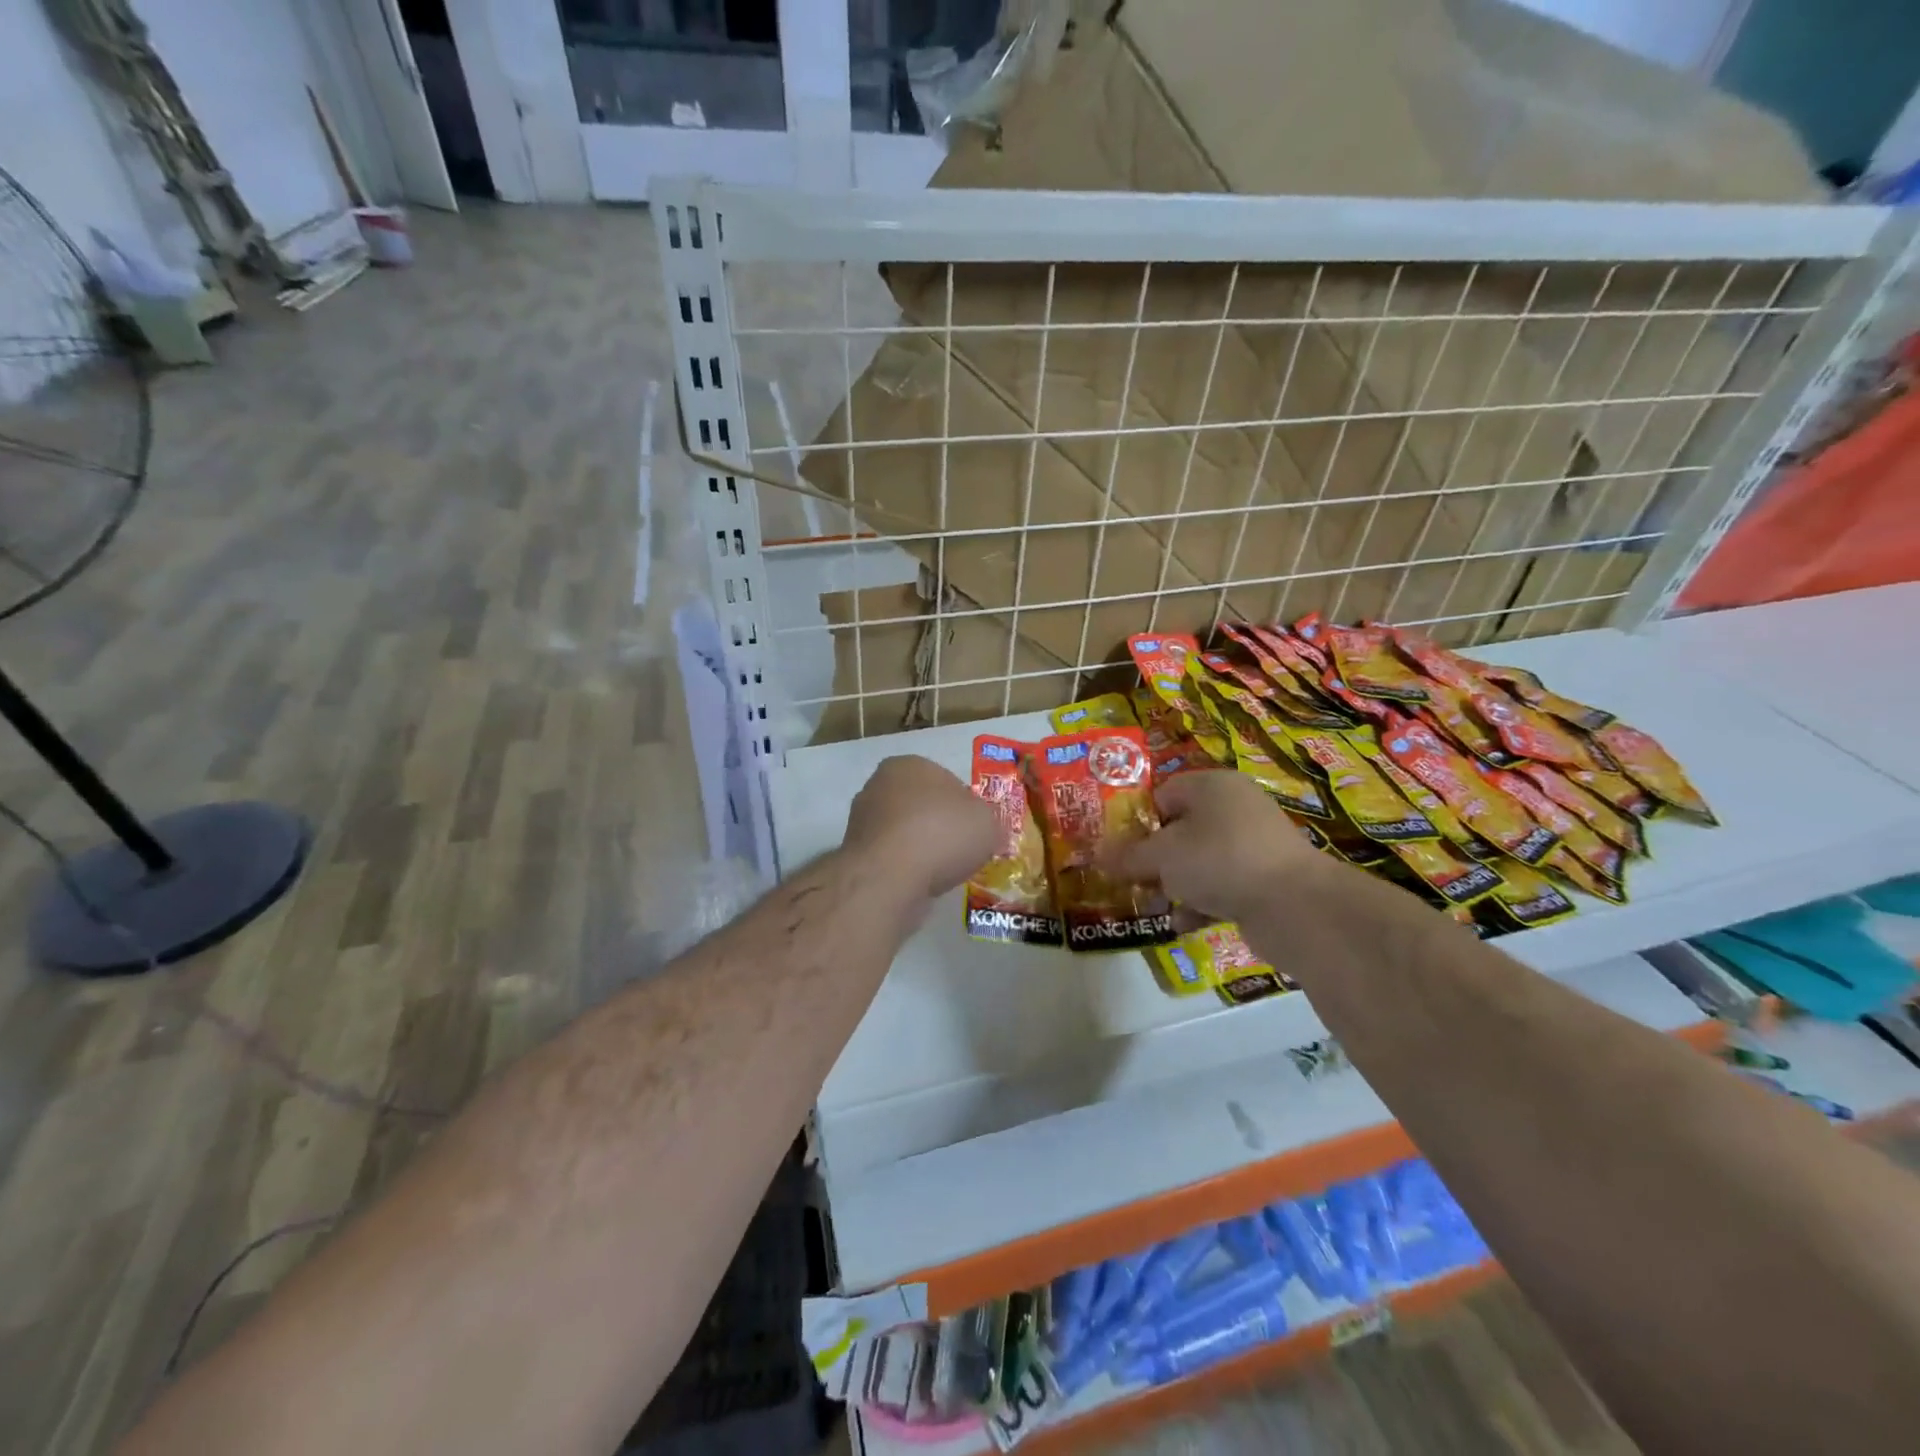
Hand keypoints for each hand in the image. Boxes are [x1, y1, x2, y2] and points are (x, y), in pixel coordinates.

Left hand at [843, 755, 999, 901]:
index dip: (964, 805)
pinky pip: (891, 858)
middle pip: (920, 805)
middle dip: (938, 825)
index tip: (975, 829)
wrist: (890, 877)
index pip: (944, 780)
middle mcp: (879, 785)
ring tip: (942, 872)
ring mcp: (862, 820)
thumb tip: (982, 830)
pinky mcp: (855, 854)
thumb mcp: (987, 822)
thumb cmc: (942, 833)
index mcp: (910, 764)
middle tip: (961, 850)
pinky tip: (920, 883)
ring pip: (904, 833)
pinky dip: (906, 869)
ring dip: (921, 849)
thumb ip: (987, 821)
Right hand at [1110, 770, 1333, 926]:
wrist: (1295, 906)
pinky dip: (1201, 904)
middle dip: (1153, 860)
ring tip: (1152, 907)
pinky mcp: (1264, 881)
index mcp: (1212, 786)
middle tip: (1130, 882)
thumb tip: (1096, 856)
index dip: (1136, 822)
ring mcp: (1253, 846)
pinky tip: (1183, 923)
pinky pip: (1221, 887)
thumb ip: (1128, 856)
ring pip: (1200, 862)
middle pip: (1180, 831)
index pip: (1163, 795)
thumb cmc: (1219, 860)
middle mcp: (1235, 809)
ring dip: (1174, 885)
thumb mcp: (1162, 856)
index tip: (1117, 850)